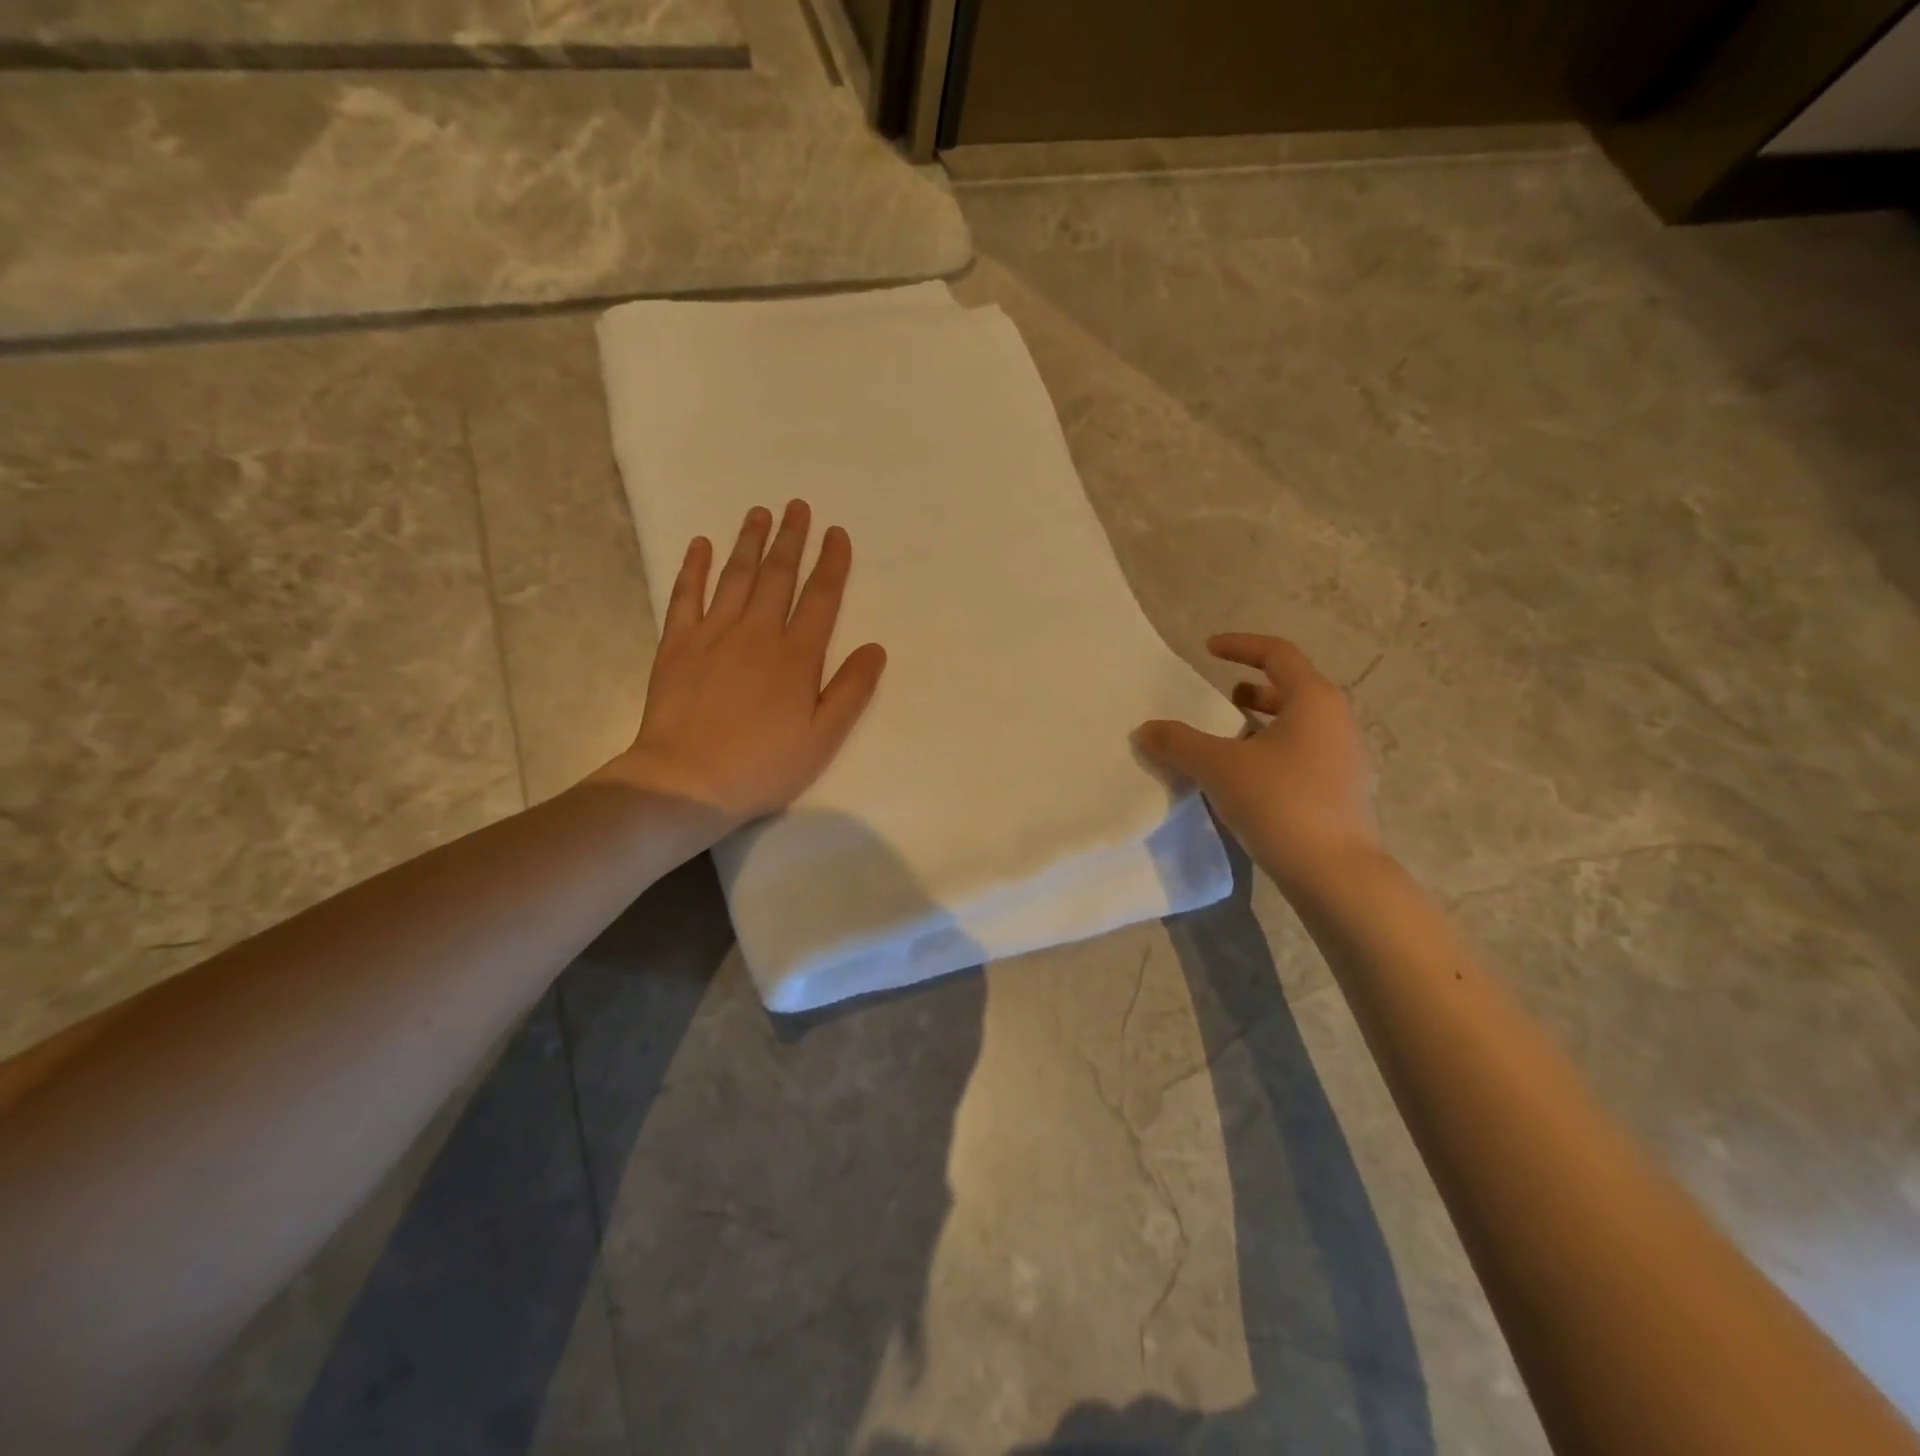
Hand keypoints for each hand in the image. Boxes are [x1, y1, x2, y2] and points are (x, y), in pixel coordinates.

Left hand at [595, 500, 886, 826]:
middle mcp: (757, 633)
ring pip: (735, 577)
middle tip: (797, 506)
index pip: (820, 598)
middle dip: (790, 539)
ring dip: (749, 542)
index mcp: (796, 657)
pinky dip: (694, 568)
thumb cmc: (763, 765)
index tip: (837, 533)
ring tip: (759, 512)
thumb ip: (851, 691)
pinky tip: (701, 545)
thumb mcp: (823, 738)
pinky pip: (686, 596)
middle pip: (777, 576)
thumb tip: (875, 648)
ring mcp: (713, 634)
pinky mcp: (676, 644)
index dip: (831, 564)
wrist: (687, 781)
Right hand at [1134, 634, 1380, 891]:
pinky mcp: (1341, 789)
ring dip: (1260, 722)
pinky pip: (1302, 752)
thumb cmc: (1281, 803)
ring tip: (1226, 740)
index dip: (1240, 646)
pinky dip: (1271, 750)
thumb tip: (1144, 730)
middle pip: (1291, 687)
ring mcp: (1344, 757)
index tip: (1208, 649)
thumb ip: (1178, 743)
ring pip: (1297, 723)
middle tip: (1218, 700)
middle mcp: (1336, 720)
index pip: (1277, 653)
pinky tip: (1245, 778)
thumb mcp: (1219, 768)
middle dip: (1251, 688)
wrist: (1336, 874)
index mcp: (1314, 700)